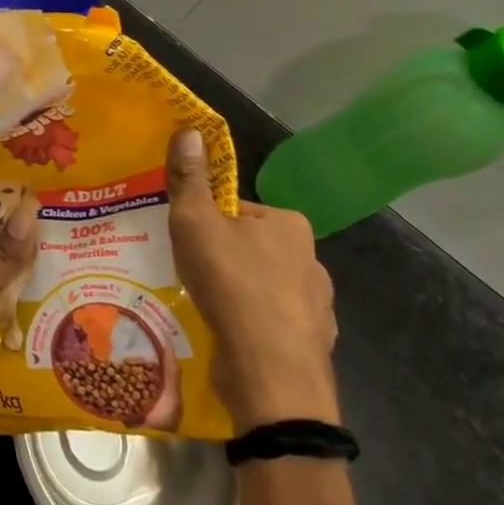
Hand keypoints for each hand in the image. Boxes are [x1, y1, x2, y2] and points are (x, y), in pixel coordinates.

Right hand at [166, 128, 339, 430]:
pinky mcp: (313, 345)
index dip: (205, 224)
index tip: (185, 244)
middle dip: (222, 259)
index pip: (236, 211)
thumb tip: (190, 130)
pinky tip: (230, 338)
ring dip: (238, 295)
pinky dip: (253, 327)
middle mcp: (312, 259)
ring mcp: (318, 306)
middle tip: (191, 274)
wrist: (271, 374)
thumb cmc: (231, 284)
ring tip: (207, 309)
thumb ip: (190, 179)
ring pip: (264, 288)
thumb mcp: (195, 222)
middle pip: (250, 248)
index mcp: (288, 224)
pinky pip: (273, 325)